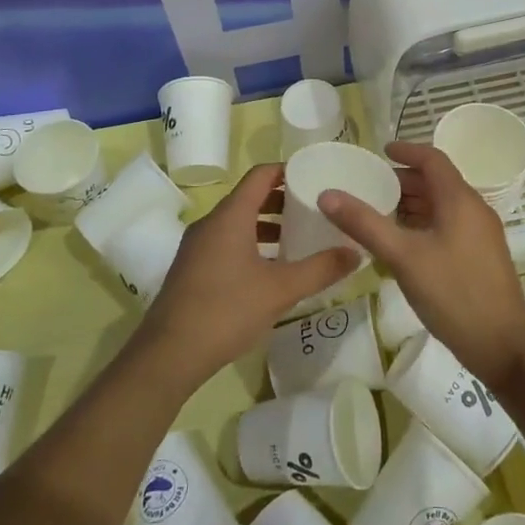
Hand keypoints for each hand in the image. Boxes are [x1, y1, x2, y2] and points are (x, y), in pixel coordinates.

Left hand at [137, 164, 356, 390]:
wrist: (169, 354)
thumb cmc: (226, 311)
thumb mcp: (280, 290)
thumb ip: (320, 269)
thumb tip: (355, 252)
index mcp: (230, 216)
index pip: (260, 175)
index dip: (287, 170)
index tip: (314, 176)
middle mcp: (211, 223)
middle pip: (249, 198)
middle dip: (281, 201)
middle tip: (313, 211)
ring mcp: (197, 247)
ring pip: (237, 223)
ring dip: (266, 226)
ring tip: (297, 241)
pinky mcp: (191, 269)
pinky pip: (225, 243)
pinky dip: (250, 245)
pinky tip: (269, 271)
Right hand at [317, 142, 524, 385]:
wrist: (503, 346)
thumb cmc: (453, 294)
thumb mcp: (403, 257)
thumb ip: (365, 224)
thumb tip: (327, 194)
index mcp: (460, 200)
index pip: (433, 159)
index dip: (406, 150)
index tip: (380, 151)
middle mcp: (475, 209)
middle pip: (437, 182)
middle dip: (404, 181)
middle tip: (371, 187)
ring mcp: (481, 234)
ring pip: (443, 206)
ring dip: (413, 204)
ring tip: (379, 214)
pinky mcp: (481, 256)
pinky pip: (449, 226)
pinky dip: (424, 224)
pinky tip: (403, 245)